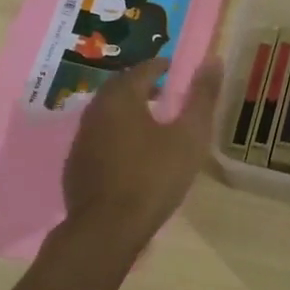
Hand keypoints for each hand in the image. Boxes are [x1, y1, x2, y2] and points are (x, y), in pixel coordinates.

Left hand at [60, 57, 223, 249]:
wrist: (106, 229)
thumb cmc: (153, 178)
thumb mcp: (189, 137)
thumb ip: (202, 97)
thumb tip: (214, 60)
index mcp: (122, 98)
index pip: (141, 70)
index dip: (159, 66)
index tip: (172, 68)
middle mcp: (96, 111)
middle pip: (118, 87)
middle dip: (140, 84)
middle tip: (161, 91)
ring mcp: (81, 138)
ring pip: (105, 112)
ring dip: (126, 109)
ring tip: (148, 119)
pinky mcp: (75, 164)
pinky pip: (98, 136)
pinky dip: (114, 132)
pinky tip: (128, 151)